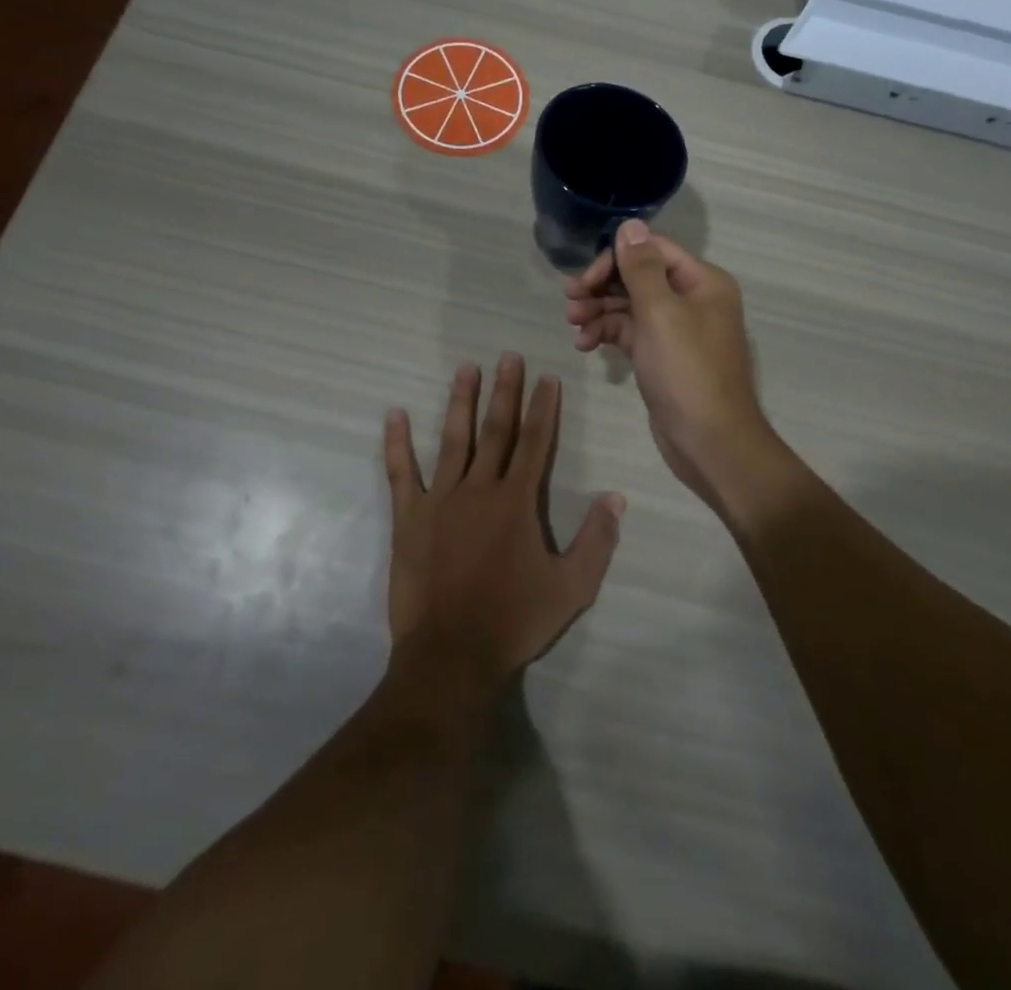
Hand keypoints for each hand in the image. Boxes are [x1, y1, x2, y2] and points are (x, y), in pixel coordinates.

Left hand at [384, 354, 623, 689]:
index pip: (535, 443)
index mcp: (517, 501)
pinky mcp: (409, 518)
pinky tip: (394, 415)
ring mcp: (440, 500)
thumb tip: (615, 497)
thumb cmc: (514, 621)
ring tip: (466, 369)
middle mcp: (479, 489)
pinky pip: (400, 473)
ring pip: (453, 440)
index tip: (547, 377)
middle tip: (508, 356)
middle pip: (496, 430)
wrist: (452, 655)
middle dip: (504, 391)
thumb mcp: (572, 588)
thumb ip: (596, 540)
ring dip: (460, 402)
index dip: (543, 408)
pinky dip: (397, 444)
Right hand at [563, 220, 779, 508]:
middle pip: (638, 277)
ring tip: (573, 325)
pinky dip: (607, 333)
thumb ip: (641, 268)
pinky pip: (630, 333)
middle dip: (602, 287)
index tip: (584, 280)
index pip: (651, 251)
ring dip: (599, 311)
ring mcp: (677, 330)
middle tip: (570, 303)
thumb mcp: (661, 313)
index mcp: (702, 281)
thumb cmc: (687, 372)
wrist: (710, 442)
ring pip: (630, 306)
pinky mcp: (662, 356)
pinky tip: (584, 344)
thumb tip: (629, 224)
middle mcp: (692, 299)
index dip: (614, 260)